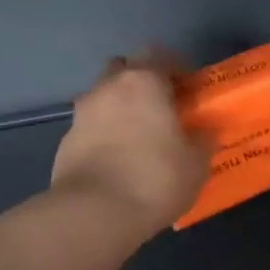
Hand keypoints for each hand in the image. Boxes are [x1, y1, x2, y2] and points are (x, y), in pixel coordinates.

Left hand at [51, 56, 211, 241]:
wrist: (94, 214)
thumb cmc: (154, 179)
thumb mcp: (196, 164)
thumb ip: (202, 140)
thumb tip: (204, 131)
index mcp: (143, 82)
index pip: (159, 55)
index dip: (175, 69)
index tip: (188, 90)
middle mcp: (108, 88)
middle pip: (124, 70)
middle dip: (141, 83)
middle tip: (161, 108)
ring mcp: (81, 114)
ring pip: (104, 98)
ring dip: (120, 109)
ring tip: (139, 138)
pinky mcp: (65, 142)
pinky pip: (91, 127)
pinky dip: (104, 135)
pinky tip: (118, 161)